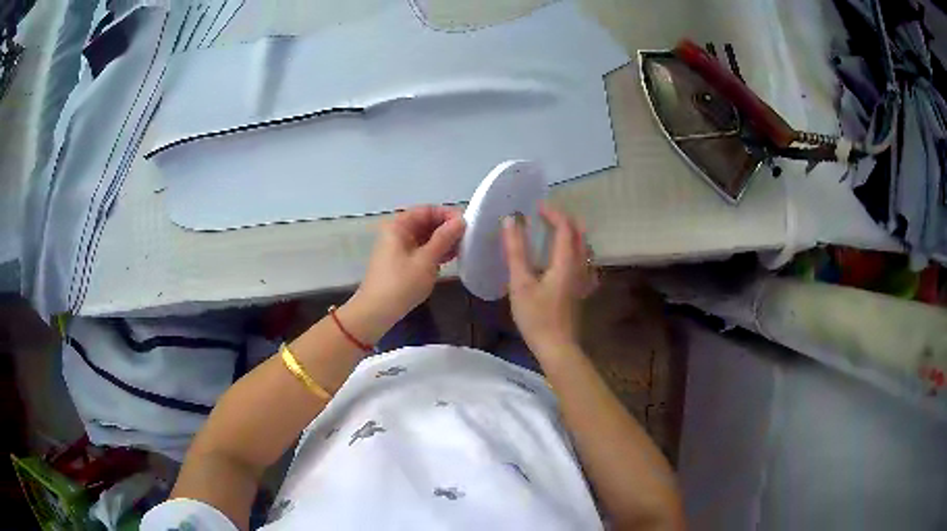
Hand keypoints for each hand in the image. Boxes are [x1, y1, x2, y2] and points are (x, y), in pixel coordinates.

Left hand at [351, 205, 465, 331]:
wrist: (376, 312)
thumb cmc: (401, 283)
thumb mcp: (427, 260)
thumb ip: (444, 238)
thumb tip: (461, 220)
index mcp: (399, 225)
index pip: (427, 210)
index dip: (447, 214)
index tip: (467, 226)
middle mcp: (397, 232)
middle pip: (426, 222)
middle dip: (447, 229)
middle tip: (467, 239)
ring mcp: (398, 247)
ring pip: (425, 237)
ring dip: (443, 241)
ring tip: (462, 249)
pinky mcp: (400, 261)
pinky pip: (421, 249)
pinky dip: (435, 252)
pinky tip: (450, 258)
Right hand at [502, 204, 596, 353]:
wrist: (557, 347)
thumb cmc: (537, 316)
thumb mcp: (520, 283)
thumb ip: (516, 250)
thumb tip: (511, 220)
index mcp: (566, 262)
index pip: (565, 227)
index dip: (553, 213)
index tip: (536, 207)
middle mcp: (580, 266)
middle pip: (579, 235)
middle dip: (564, 221)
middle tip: (545, 217)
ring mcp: (583, 280)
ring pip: (584, 248)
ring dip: (571, 235)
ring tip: (554, 233)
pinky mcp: (581, 291)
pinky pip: (584, 263)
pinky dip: (575, 252)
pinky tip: (566, 261)